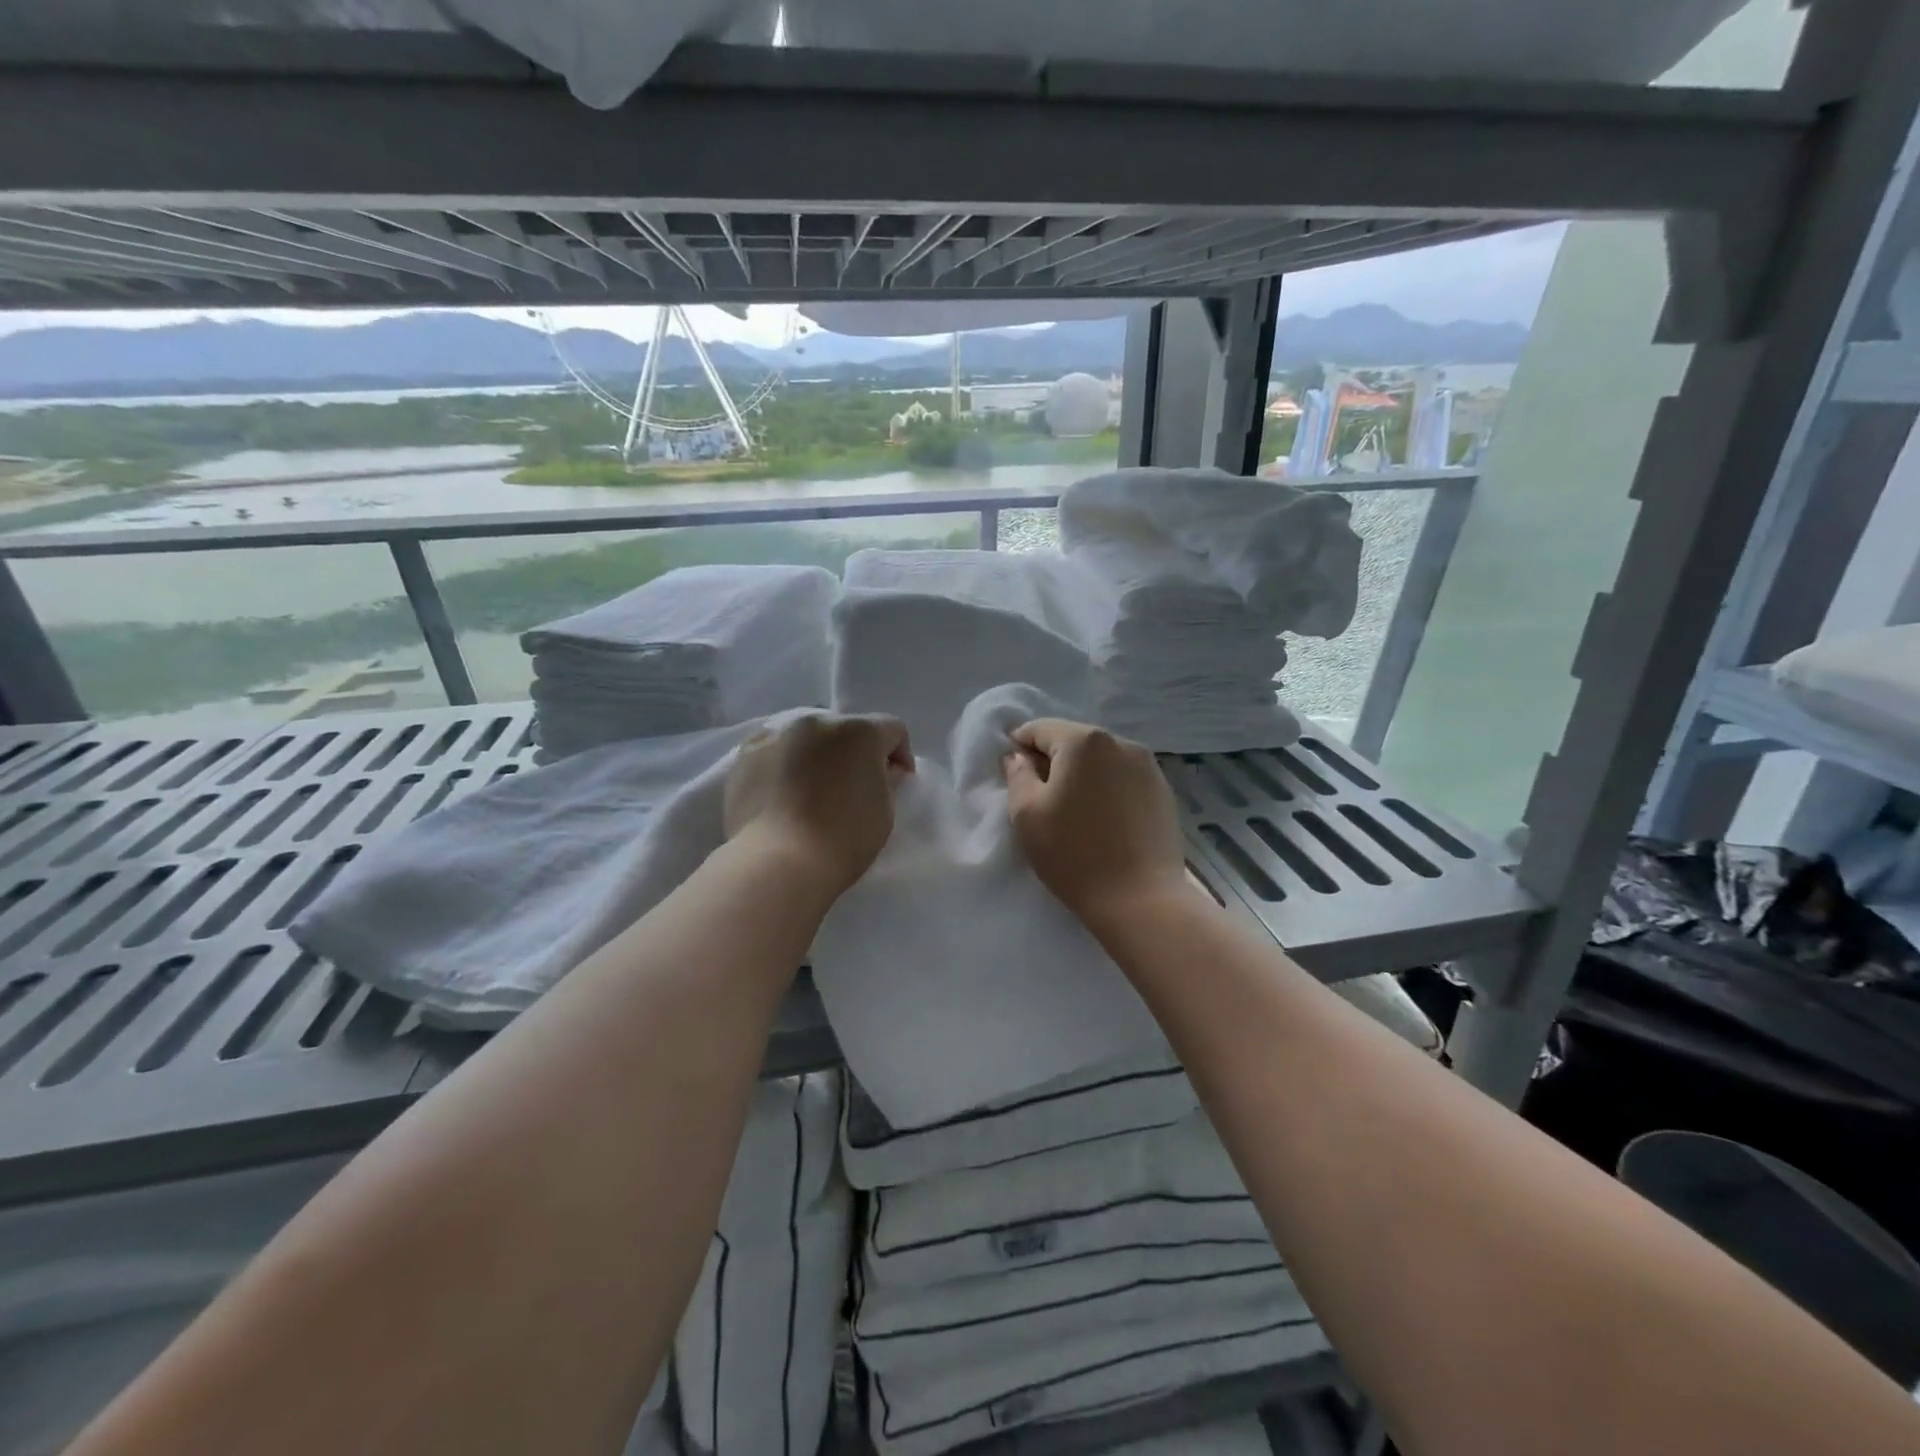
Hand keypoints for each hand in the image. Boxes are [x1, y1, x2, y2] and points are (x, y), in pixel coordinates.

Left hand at [724, 713, 913, 899]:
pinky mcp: (745, 755)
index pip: (891, 729)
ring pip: (806, 738)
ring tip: (811, 791)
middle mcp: (817, 722)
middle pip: (845, 730)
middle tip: (852, 787)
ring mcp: (777, 735)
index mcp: (859, 732)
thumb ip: (886, 782)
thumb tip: (880, 771)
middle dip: (854, 753)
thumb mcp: (884, 812)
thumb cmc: (842, 839)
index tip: (898, 782)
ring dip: (816, 756)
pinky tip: (781, 794)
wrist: (776, 862)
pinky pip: (773, 752)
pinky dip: (783, 765)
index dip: (899, 754)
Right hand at [1003, 718, 1191, 927]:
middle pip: (1073, 740)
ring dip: (1081, 774)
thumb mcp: (1026, 814)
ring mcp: (1147, 765)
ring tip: (1073, 810)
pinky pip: (1123, 776)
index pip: (1039, 729)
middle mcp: (1120, 741)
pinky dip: (1106, 787)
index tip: (1013, 776)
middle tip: (1040, 797)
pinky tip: (1102, 818)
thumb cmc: (1074, 854)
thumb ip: (1017, 774)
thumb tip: (1018, 755)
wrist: (1140, 900)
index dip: (1019, 748)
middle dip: (1052, 760)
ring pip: (1100, 758)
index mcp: (1083, 741)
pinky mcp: (1163, 790)